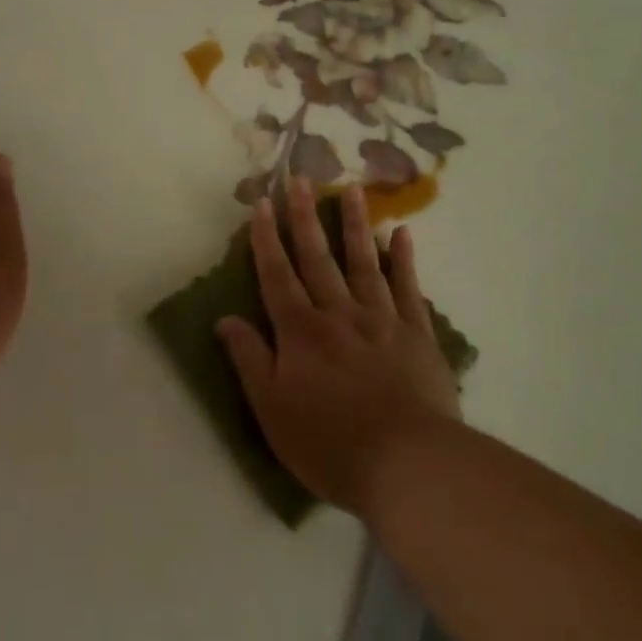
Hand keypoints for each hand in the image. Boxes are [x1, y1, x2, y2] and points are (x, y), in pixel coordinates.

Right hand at [216, 179, 459, 515]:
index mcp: (301, 332)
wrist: (406, 462)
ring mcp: (382, 319)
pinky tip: (401, 233)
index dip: (266, 238)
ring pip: (364, 262)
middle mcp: (339, 313)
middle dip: (305, 217)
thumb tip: (224, 318)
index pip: (277, 275)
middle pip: (318, 257)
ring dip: (354, 224)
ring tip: (350, 189)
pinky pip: (409, 288)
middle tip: (301, 178)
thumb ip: (250, 359)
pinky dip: (404, 259)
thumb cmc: (328, 443)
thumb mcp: (272, 409)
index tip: (261, 203)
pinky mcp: (417, 333)